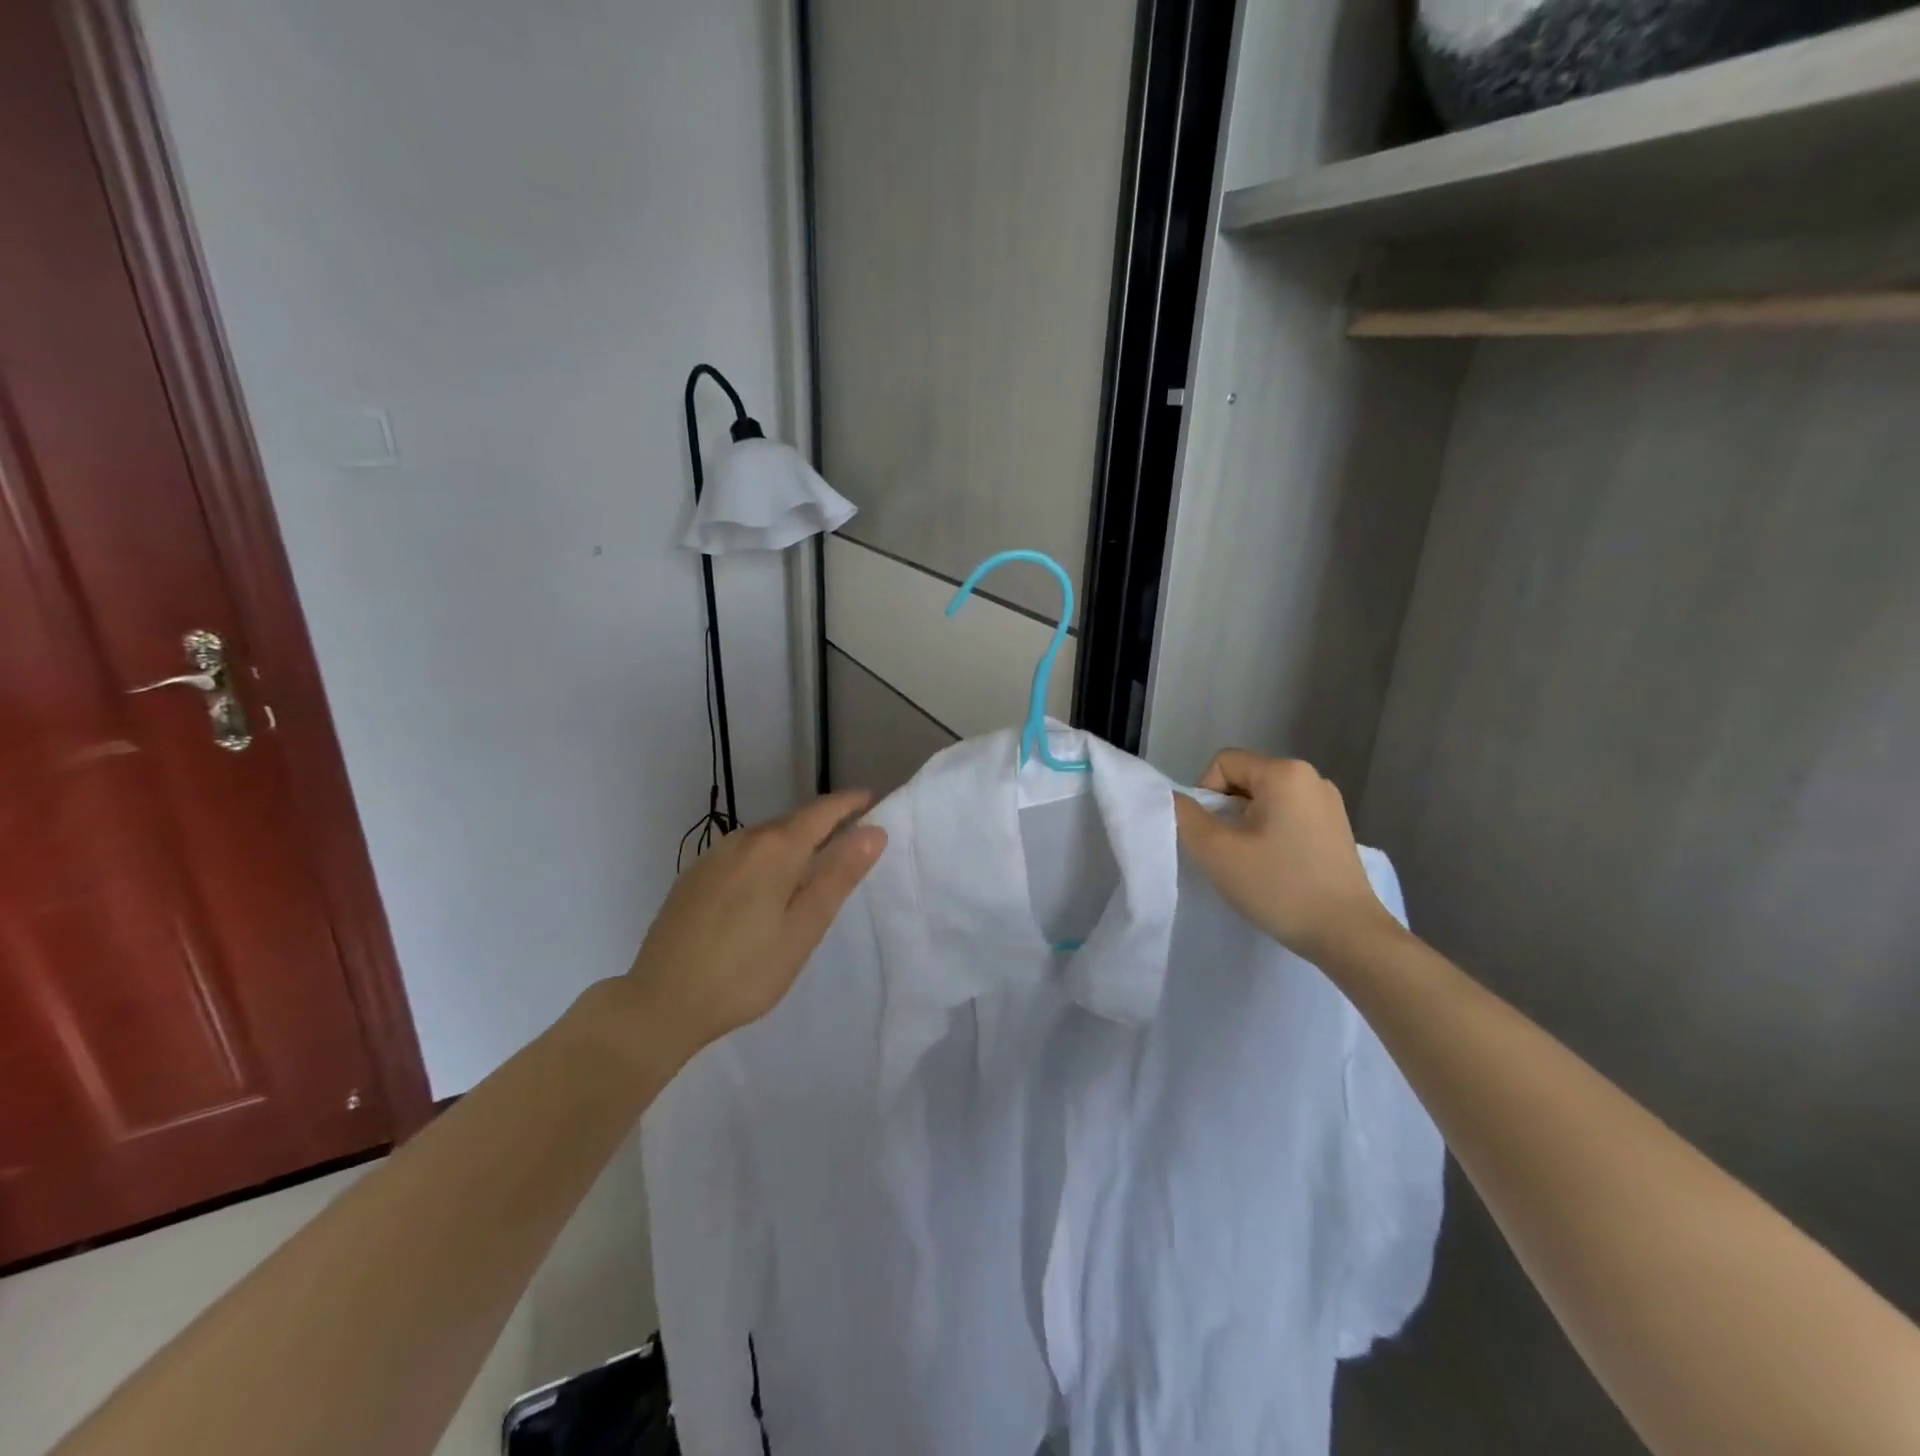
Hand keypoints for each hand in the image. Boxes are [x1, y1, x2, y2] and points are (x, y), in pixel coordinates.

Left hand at [615, 791, 886, 1059]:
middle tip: (851, 840)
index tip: (872, 799)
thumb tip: (874, 831)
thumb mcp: (803, 928)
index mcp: (775, 849)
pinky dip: (766, 858)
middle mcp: (742, 840)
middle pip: (793, 821)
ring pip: (765, 838)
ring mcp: (713, 856)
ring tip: (814, 866)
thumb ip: (839, 875)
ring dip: (794, 842)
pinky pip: (742, 853)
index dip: (849, 803)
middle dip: (824, 824)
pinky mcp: (693, 876)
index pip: (822, 811)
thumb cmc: (744, 972)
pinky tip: (766, 888)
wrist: (658, 1002)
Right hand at [1173, 750, 1398, 964]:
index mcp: (1284, 772)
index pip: (1223, 763)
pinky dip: (1271, 834)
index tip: (1210, 835)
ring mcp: (1329, 803)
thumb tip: (1175, 798)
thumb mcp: (1217, 851)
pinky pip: (1288, 816)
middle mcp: (1311, 777)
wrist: (1348, 935)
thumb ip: (1186, 817)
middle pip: (1245, 779)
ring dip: (1246, 825)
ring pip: (1266, 800)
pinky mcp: (1336, 829)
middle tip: (1227, 851)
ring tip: (1251, 862)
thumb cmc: (1279, 886)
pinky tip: (1276, 868)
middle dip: (1226, 811)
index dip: (1205, 795)